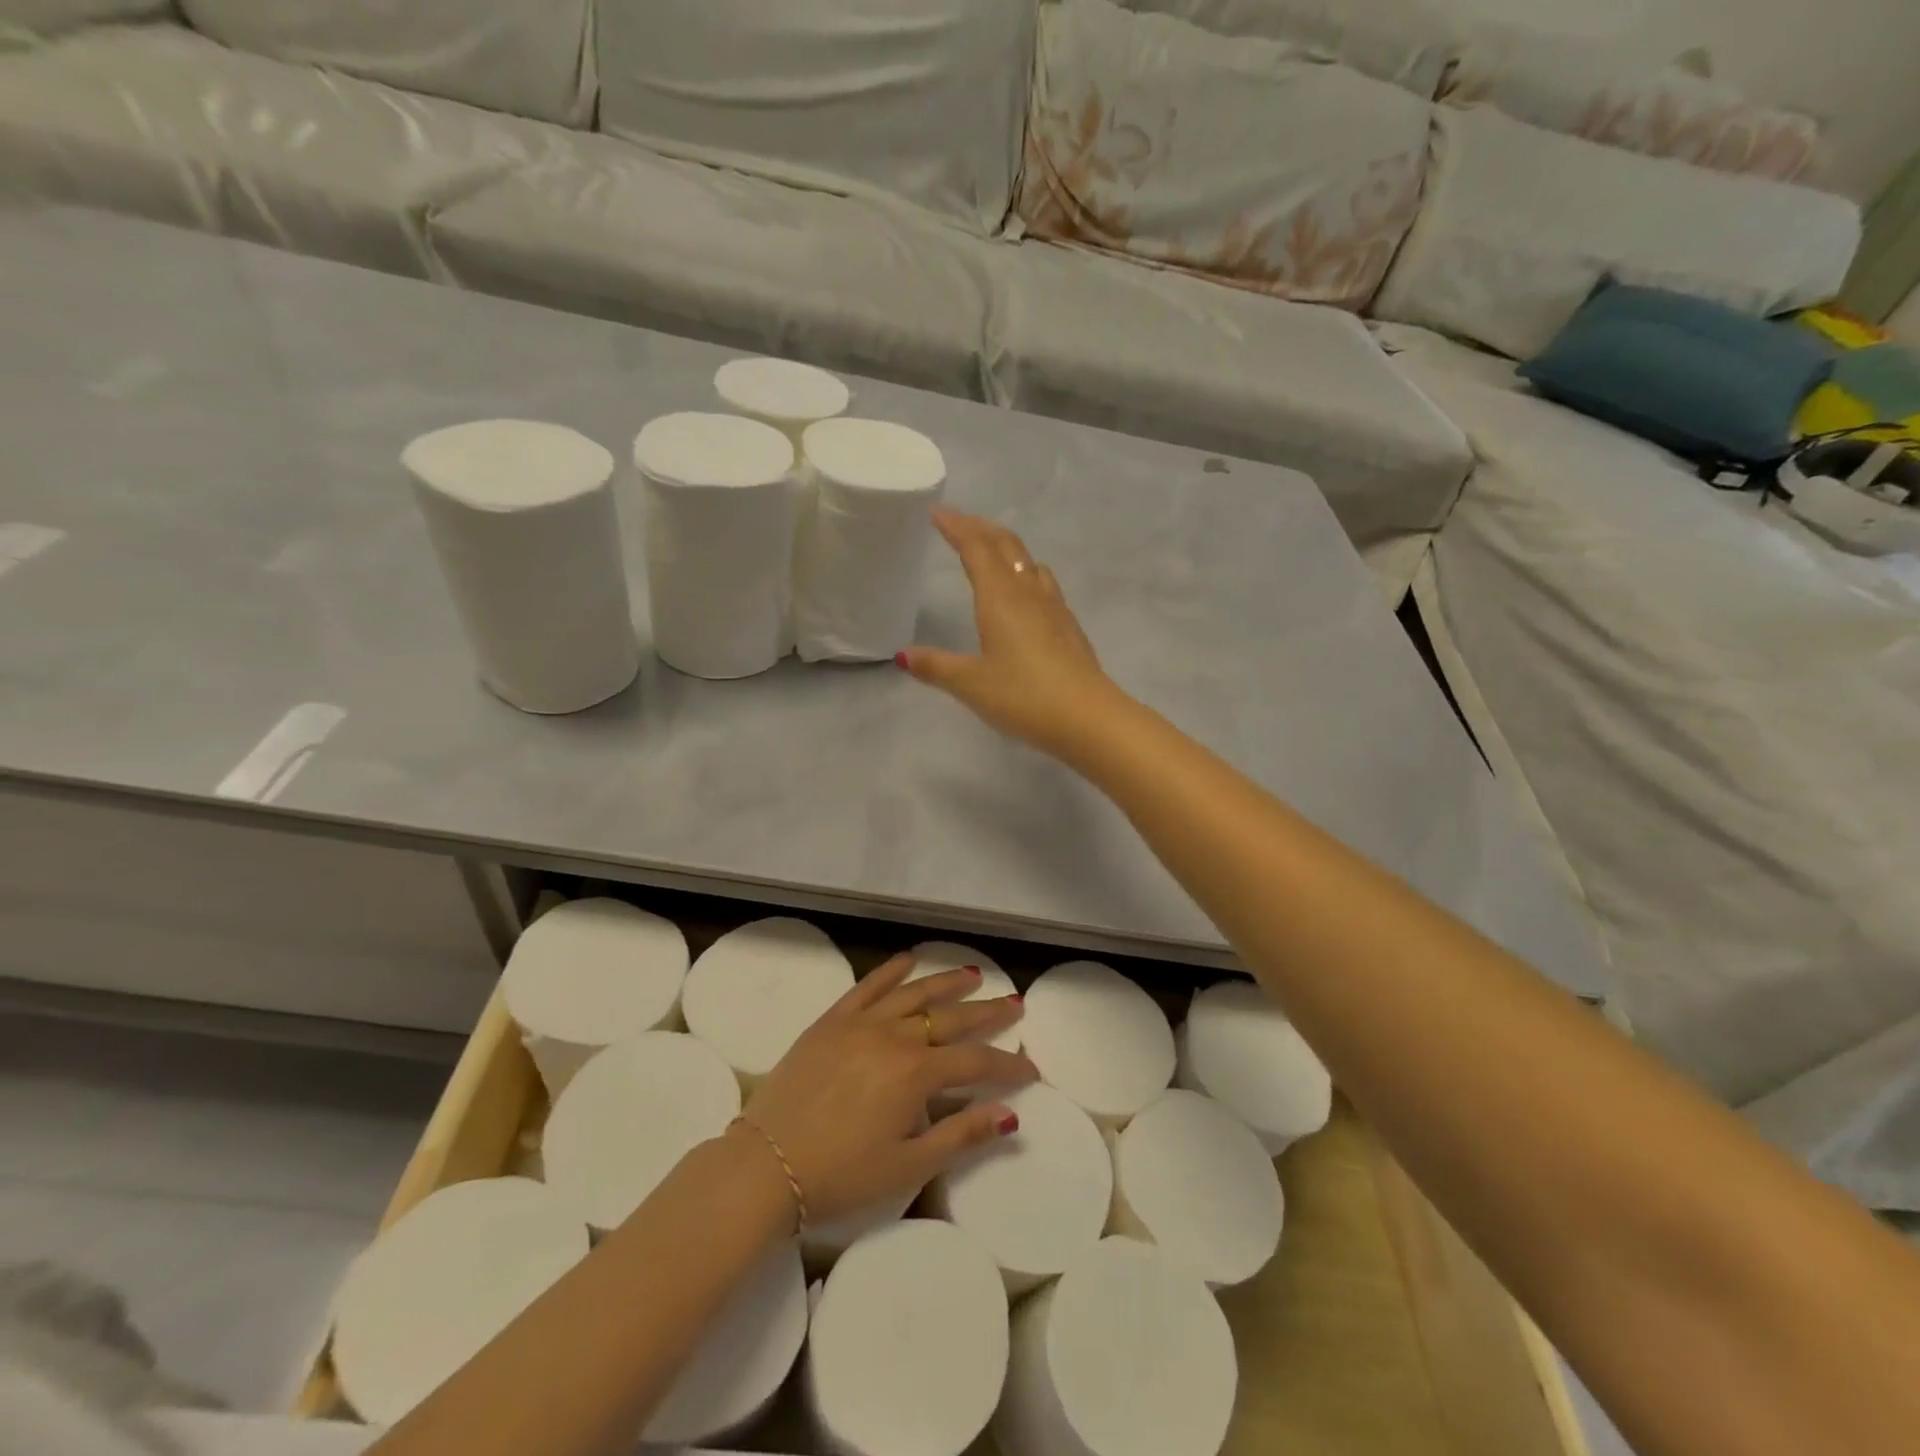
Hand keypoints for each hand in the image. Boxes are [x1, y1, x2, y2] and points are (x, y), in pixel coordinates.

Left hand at [736, 952, 1035, 1226]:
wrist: (765, 1164)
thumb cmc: (840, 1175)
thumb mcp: (908, 1166)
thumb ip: (961, 1135)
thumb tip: (1010, 1116)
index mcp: (916, 1073)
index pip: (975, 1062)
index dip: (1007, 1066)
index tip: (1031, 1069)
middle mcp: (895, 1036)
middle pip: (951, 1018)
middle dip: (987, 1012)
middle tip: (1015, 1003)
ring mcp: (861, 1023)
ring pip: (915, 993)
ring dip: (947, 982)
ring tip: (974, 974)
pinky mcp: (832, 1019)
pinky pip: (868, 986)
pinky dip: (891, 970)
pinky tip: (909, 960)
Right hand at [900, 509, 1123, 757]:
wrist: (1087, 717)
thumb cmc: (1023, 696)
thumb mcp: (970, 684)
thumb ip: (936, 666)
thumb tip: (903, 655)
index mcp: (1000, 598)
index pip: (975, 548)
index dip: (956, 527)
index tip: (937, 512)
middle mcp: (1028, 593)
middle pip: (1005, 545)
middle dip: (980, 528)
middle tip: (959, 523)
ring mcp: (1054, 607)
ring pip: (1028, 561)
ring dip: (1006, 547)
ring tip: (990, 550)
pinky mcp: (1069, 626)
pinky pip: (1043, 583)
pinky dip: (1025, 571)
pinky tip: (1025, 592)